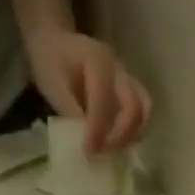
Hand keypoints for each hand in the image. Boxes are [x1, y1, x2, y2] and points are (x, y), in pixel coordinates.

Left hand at [23, 27, 152, 153]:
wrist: (56, 42)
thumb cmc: (51, 61)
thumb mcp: (53, 85)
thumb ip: (71, 111)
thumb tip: (88, 142)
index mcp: (98, 61)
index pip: (104, 101)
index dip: (97, 131)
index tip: (88, 153)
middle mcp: (119, 70)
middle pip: (135, 107)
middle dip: (121, 136)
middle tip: (103, 152)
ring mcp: (127, 80)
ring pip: (143, 112)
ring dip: (130, 137)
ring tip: (111, 150)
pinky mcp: (130, 91)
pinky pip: (140, 115)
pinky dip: (131, 134)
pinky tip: (115, 144)